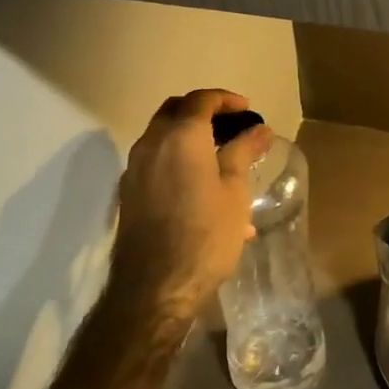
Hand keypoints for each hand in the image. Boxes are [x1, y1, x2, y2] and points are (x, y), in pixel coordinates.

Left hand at [111, 88, 272, 316]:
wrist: (154, 289)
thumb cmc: (205, 234)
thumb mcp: (235, 190)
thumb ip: (244, 152)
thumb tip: (259, 129)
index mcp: (180, 136)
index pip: (201, 99)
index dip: (226, 99)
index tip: (247, 110)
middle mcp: (151, 144)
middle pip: (175, 111)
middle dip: (203, 111)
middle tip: (231, 126)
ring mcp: (135, 170)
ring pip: (162, 137)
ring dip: (190, 137)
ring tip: (222, 160)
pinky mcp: (129, 194)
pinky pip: (156, 163)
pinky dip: (178, 160)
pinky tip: (204, 190)